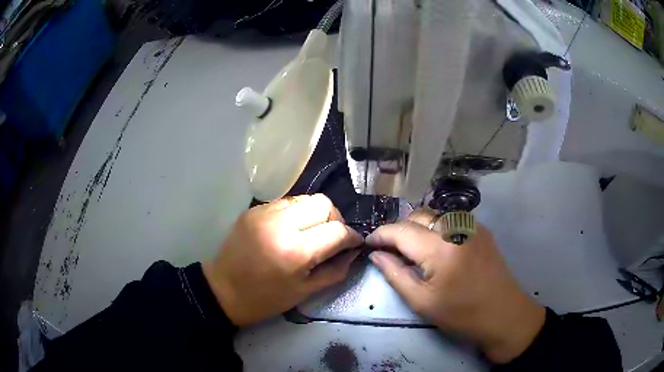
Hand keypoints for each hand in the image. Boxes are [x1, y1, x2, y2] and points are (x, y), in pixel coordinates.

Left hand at [203, 194, 362, 326]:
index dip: (352, 237)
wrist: (223, 290)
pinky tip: (291, 229)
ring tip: (311, 232)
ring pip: (306, 198)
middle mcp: (280, 224)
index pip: (337, 230)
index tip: (353, 244)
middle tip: (332, 237)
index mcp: (295, 251)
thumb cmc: (265, 299)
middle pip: (324, 203)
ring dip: (315, 214)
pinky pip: (286, 202)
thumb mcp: (305, 291)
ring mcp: (264, 212)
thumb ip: (335, 270)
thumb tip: (353, 252)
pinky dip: (297, 213)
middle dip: (335, 219)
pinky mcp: (254, 209)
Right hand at [366, 212, 545, 363]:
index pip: (400, 230)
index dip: (381, 234)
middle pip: (417, 216)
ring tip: (412, 250)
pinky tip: (436, 248)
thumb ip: (395, 274)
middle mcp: (456, 227)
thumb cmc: (461, 314)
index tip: (368, 244)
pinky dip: (436, 228)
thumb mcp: (422, 302)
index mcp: (440, 247)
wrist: (504, 314)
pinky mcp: (482, 230)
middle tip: (390, 251)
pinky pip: (451, 220)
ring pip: (435, 215)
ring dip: (418, 227)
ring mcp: (472, 226)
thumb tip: (375, 255)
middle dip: (399, 230)